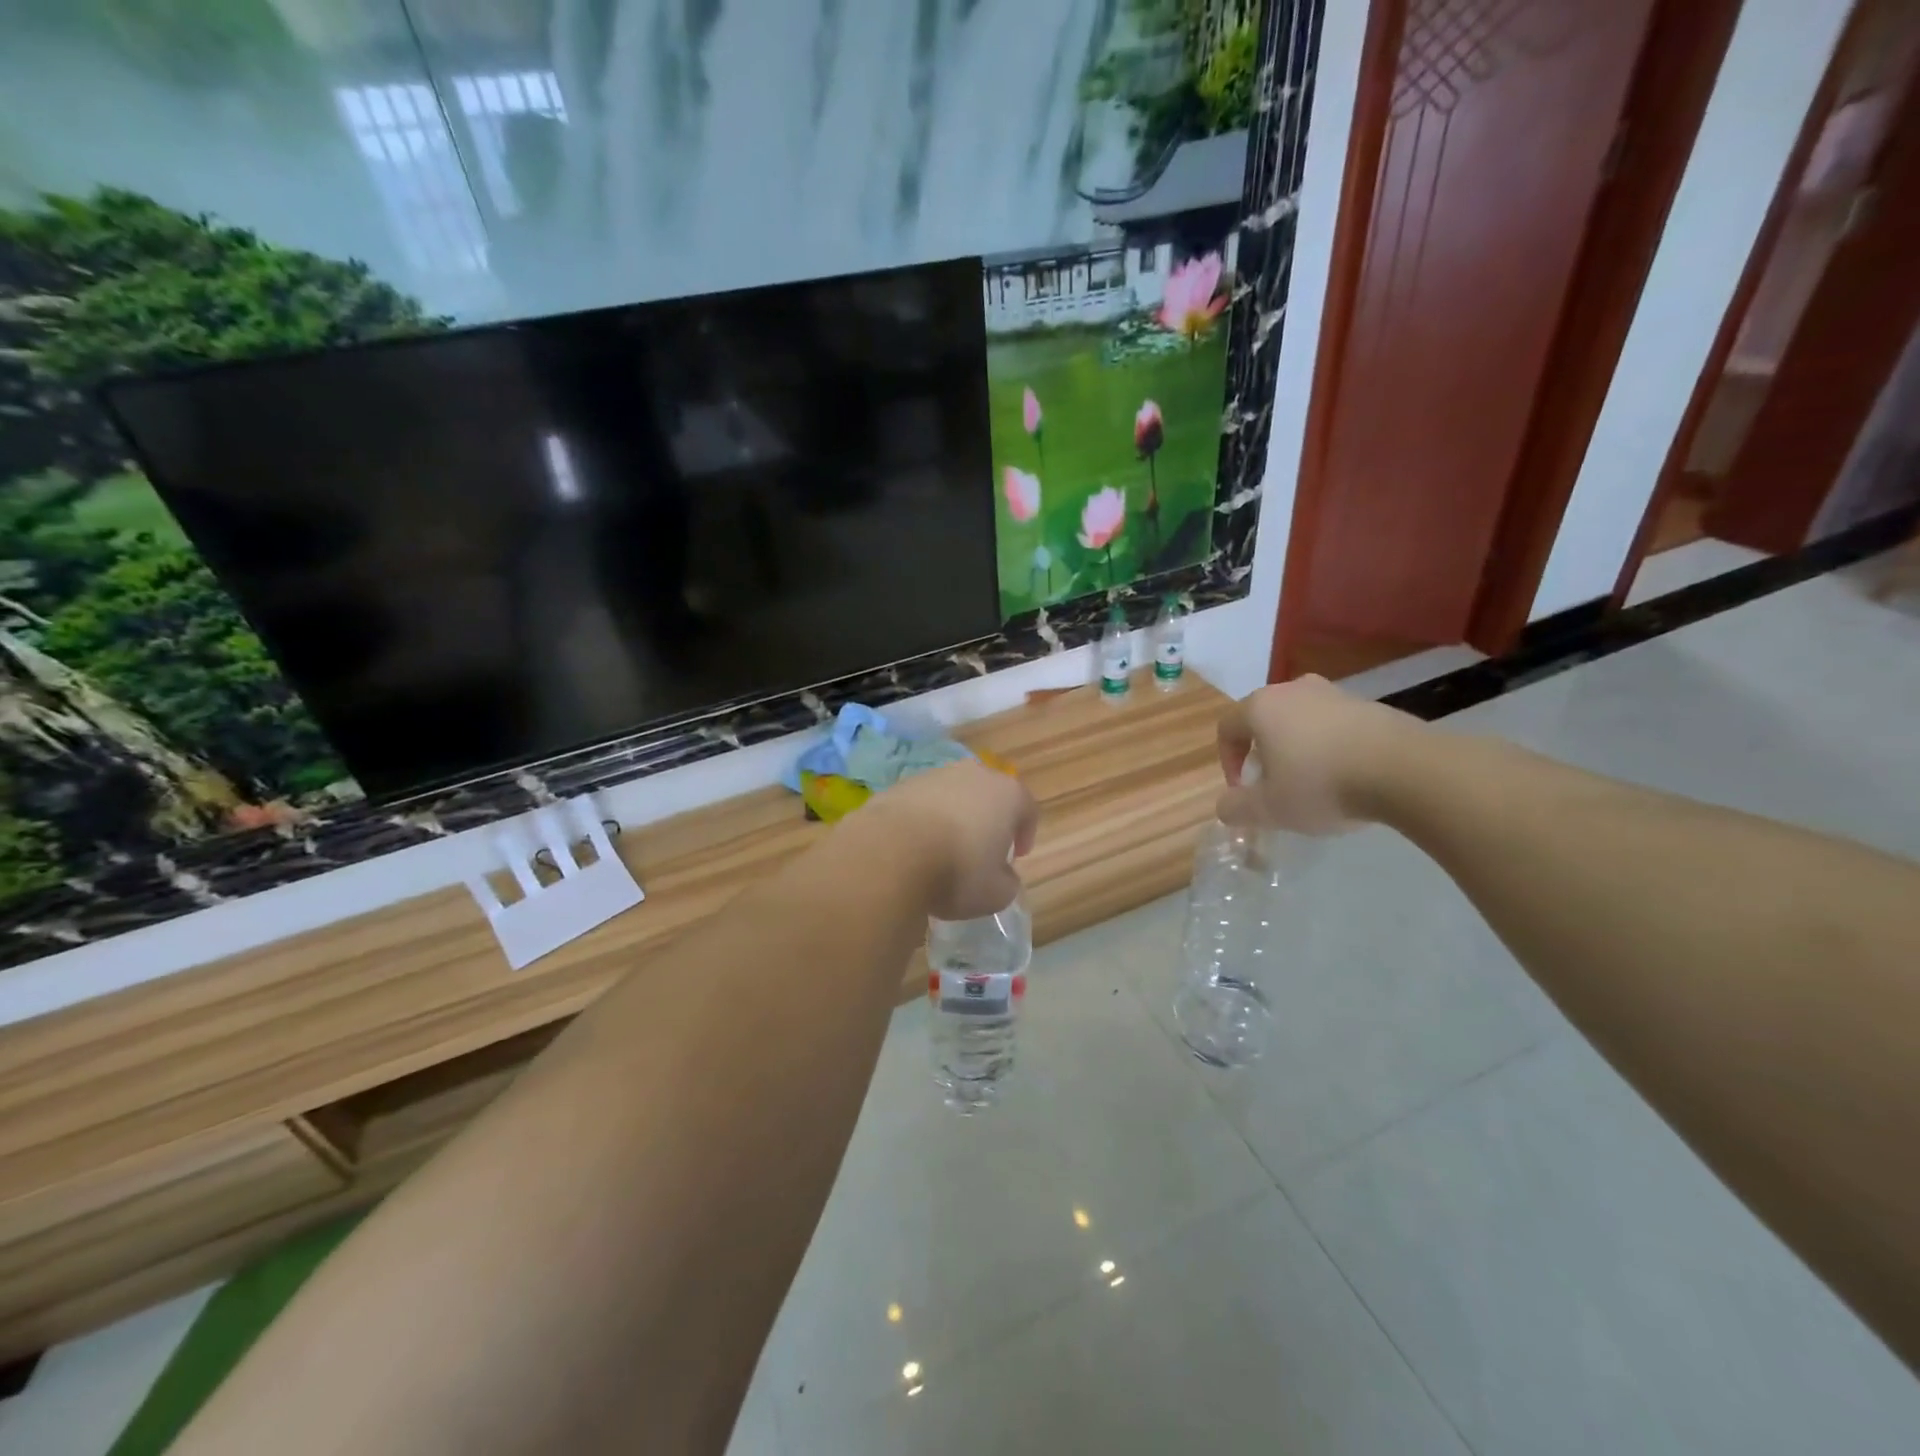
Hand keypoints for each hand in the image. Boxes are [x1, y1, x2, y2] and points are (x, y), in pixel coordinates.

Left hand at [855, 760, 1039, 918]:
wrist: (890, 853)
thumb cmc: (957, 871)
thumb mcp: (996, 893)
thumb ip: (1007, 882)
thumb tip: (1002, 875)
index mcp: (1007, 794)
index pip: (1027, 809)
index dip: (1025, 833)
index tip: (1017, 856)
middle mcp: (973, 774)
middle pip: (989, 795)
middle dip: (988, 820)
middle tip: (982, 850)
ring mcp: (934, 775)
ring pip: (953, 796)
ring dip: (954, 818)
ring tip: (944, 850)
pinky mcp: (900, 785)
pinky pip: (922, 803)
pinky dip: (924, 820)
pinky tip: (915, 846)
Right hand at [1215, 676, 1420, 833]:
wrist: (1406, 769)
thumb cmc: (1321, 784)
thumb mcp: (1269, 809)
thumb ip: (1236, 808)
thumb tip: (1225, 807)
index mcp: (1261, 708)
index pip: (1227, 728)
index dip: (1227, 760)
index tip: (1243, 789)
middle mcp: (1293, 690)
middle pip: (1264, 720)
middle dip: (1263, 753)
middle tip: (1274, 784)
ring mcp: (1335, 693)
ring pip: (1302, 721)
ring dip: (1298, 749)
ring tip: (1313, 782)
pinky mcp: (1371, 705)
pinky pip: (1336, 726)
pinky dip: (1332, 747)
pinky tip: (1348, 777)